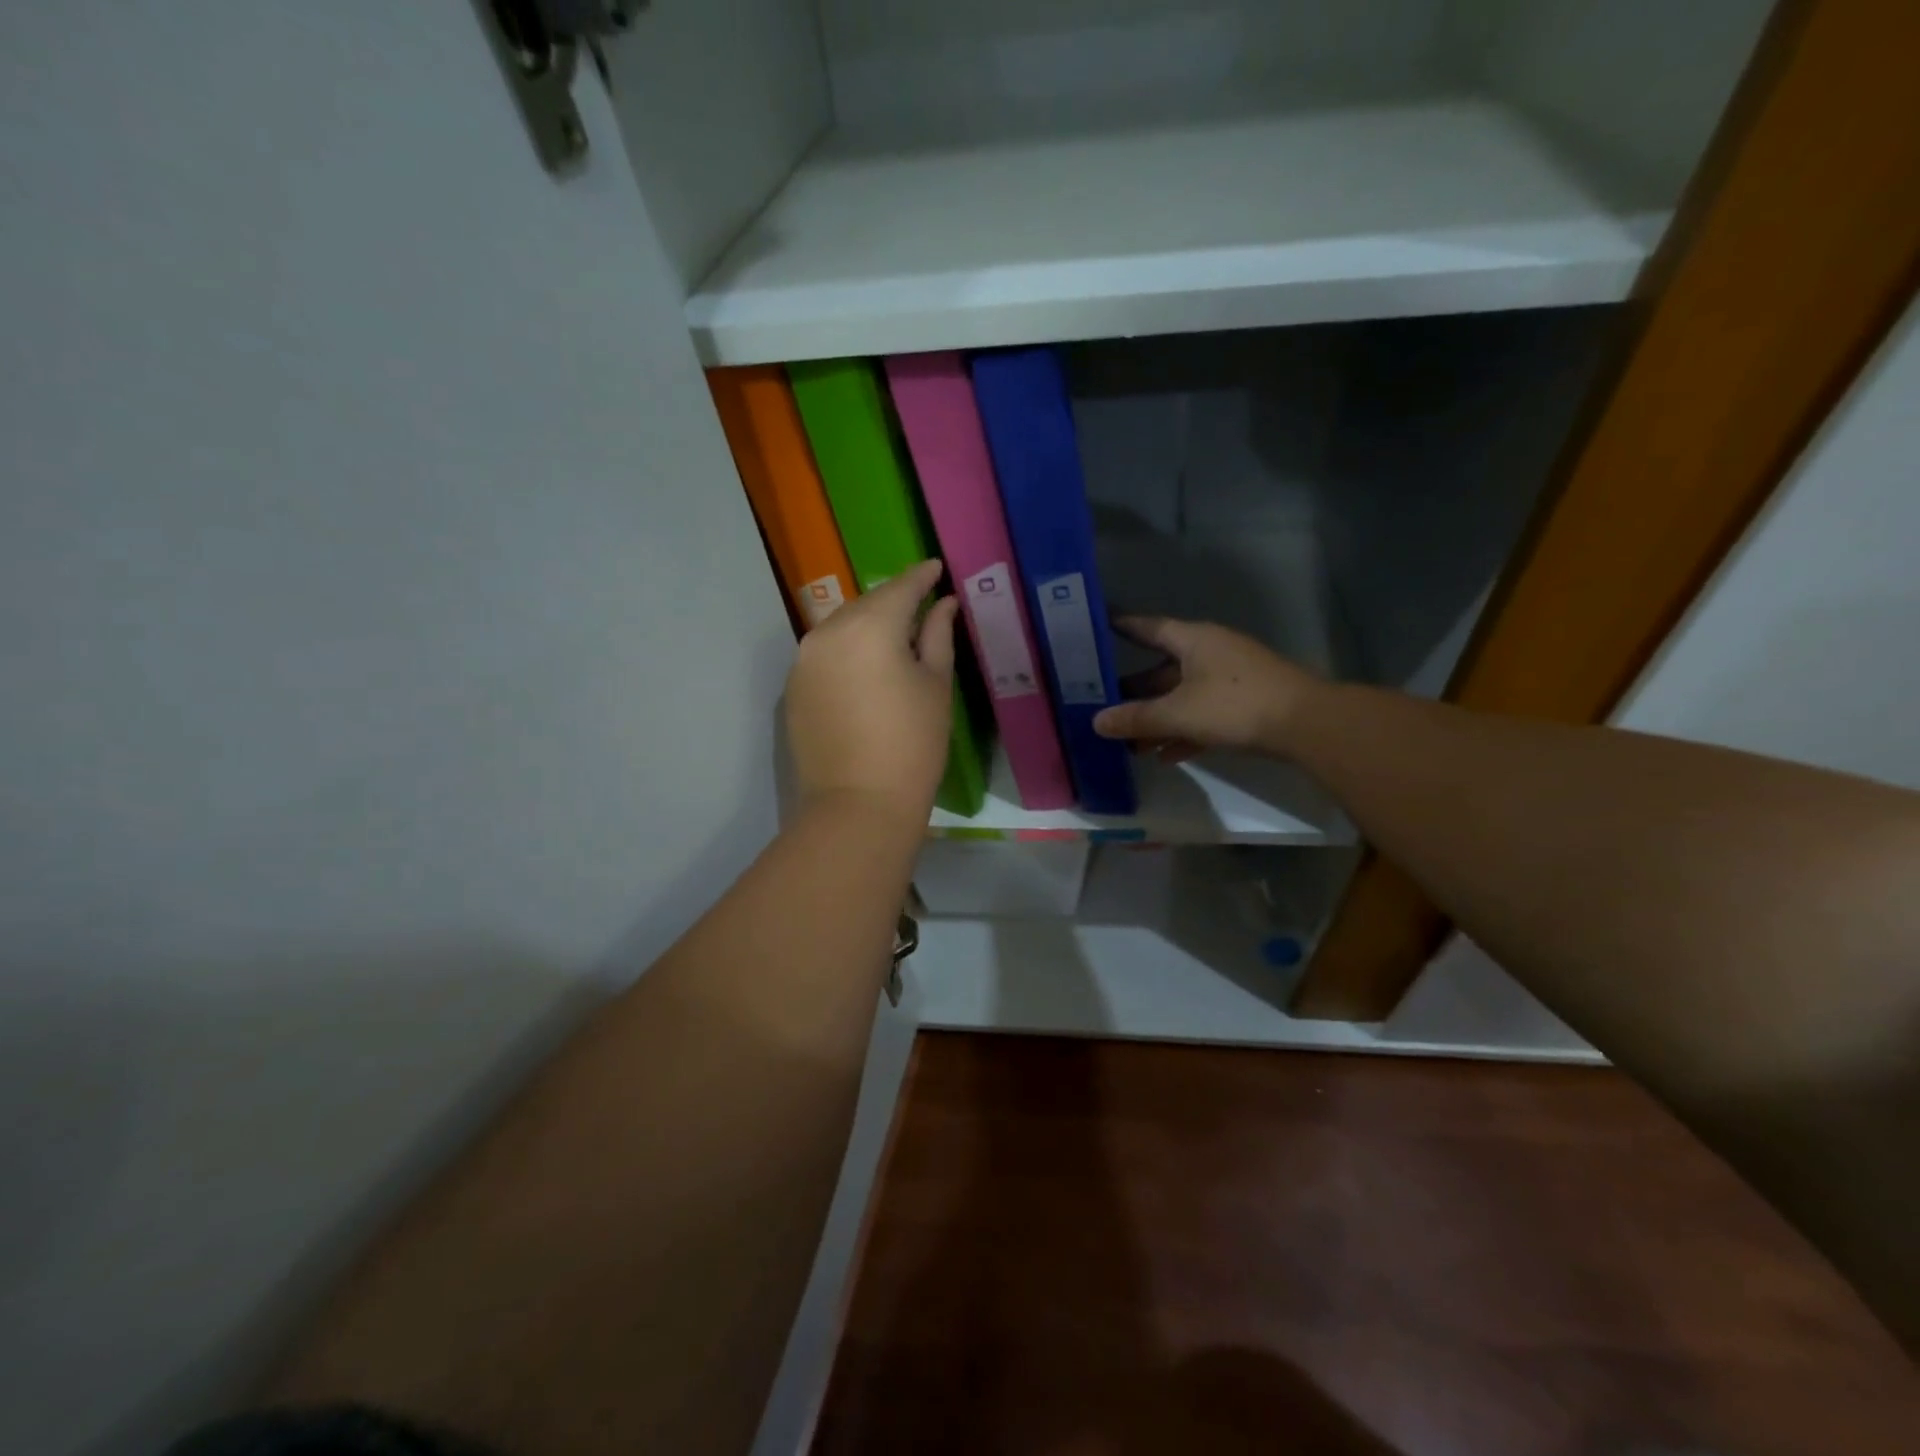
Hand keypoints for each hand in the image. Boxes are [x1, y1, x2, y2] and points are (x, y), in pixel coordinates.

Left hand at [786, 559, 957, 825]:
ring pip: (842, 627)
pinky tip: (866, 669)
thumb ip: (938, 635)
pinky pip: (825, 653)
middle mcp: (828, 632)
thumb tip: (943, 604)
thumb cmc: (912, 745)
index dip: (921, 576)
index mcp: (869, 626)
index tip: (936, 568)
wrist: (857, 805)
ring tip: (895, 638)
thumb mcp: (936, 685)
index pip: (900, 588)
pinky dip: (847, 651)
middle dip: (893, 601)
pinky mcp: (793, 687)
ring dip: (868, 625)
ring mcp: (804, 660)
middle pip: (866, 604)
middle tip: (920, 606)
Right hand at [1092, 617, 1320, 762]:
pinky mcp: (1244, 704)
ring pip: (1182, 696)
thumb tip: (1095, 722)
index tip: (1095, 628)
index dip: (1122, 627)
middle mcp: (1210, 652)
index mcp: (1193, 640)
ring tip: (1128, 743)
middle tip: (1101, 705)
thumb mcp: (1178, 713)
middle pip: (1161, 670)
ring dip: (1157, 719)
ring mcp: (1229, 678)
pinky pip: (1203, 714)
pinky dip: (1183, 732)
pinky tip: (1165, 757)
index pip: (1148, 627)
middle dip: (1133, 691)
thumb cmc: (1234, 705)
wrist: (1306, 725)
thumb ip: (1136, 718)